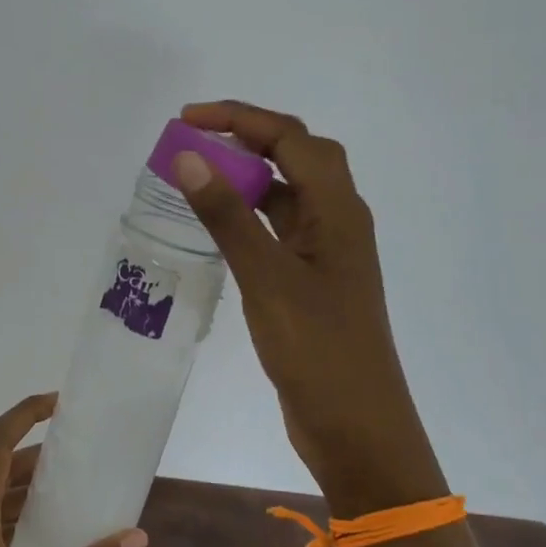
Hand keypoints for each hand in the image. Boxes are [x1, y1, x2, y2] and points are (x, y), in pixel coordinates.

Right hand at [172, 100, 446, 508]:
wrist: (357, 428)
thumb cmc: (318, 351)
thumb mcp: (267, 278)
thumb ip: (228, 216)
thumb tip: (189, 157)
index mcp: (339, 210)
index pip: (291, 138)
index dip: (240, 118)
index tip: (187, 120)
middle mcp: (339, 220)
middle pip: (297, 155)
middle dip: (247, 136)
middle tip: (194, 138)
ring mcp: (328, 252)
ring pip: (288, 193)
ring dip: (249, 174)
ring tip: (201, 173)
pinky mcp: (313, 280)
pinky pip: (280, 228)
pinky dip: (251, 214)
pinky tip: (221, 225)